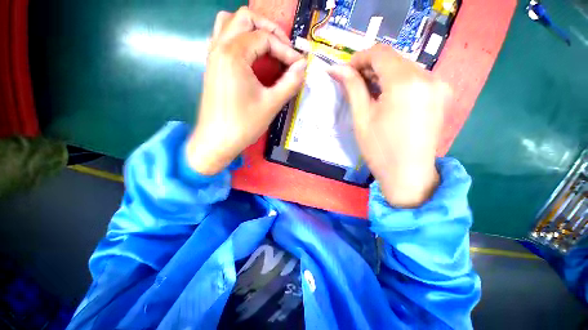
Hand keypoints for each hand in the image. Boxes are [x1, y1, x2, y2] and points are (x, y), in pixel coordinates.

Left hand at [186, 7, 306, 174]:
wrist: (216, 141)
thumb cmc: (243, 124)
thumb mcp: (271, 104)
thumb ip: (290, 82)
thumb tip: (303, 66)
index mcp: (233, 54)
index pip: (265, 38)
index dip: (286, 50)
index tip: (298, 65)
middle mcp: (219, 47)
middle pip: (245, 18)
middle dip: (269, 29)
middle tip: (283, 49)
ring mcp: (213, 56)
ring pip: (229, 23)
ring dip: (251, 29)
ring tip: (267, 48)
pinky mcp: (212, 66)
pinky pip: (223, 38)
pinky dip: (239, 39)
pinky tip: (251, 57)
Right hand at [329, 45, 449, 207]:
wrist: (409, 175)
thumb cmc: (380, 149)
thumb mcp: (362, 117)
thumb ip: (352, 88)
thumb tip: (336, 69)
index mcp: (406, 82)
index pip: (380, 53)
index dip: (359, 58)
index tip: (345, 71)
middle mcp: (428, 76)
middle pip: (393, 58)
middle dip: (370, 66)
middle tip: (353, 83)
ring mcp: (439, 85)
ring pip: (404, 67)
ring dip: (383, 74)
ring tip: (367, 91)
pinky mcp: (441, 94)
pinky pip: (415, 78)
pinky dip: (396, 81)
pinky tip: (386, 96)